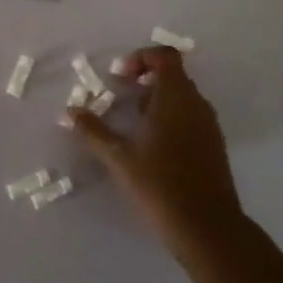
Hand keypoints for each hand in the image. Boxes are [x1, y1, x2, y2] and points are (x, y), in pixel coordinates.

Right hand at [68, 46, 243, 251]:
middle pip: (173, 74)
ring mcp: (208, 124)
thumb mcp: (119, 158)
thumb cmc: (160, 185)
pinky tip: (152, 145)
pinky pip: (190, 115)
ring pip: (182, 96)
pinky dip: (170, 117)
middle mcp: (196, 103)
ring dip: (156, 99)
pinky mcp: (213, 144)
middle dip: (144, 79)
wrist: (207, 226)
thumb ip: (93, 131)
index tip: (118, 76)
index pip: (164, 56)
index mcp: (175, 97)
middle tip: (120, 96)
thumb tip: (69, 112)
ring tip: (132, 123)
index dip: (140, 57)